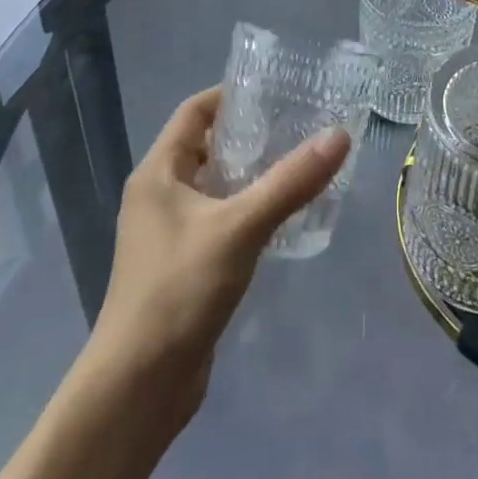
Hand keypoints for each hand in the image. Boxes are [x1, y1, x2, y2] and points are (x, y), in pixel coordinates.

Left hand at [77, 86, 349, 432]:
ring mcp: (170, 233)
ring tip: (303, 163)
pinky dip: (250, 209)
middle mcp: (159, 195)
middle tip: (303, 125)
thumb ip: (290, 181)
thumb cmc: (179, 290)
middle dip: (253, 133)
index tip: (279, 90)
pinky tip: (287, 215)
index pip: (194, 111)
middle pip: (208, 146)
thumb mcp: (240, 227)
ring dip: (254, 174)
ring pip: (217, 185)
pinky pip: (221, 219)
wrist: (138, 387)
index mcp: (158, 173)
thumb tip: (339, 135)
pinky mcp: (185, 264)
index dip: (233, 95)